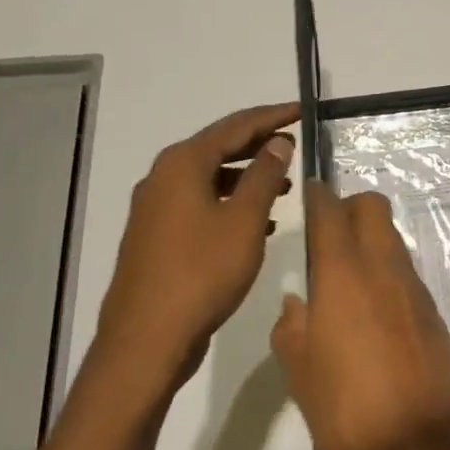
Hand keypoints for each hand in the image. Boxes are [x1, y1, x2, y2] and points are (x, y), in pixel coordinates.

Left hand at [92, 103, 297, 392]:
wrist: (148, 337)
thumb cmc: (202, 272)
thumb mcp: (245, 220)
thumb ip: (264, 176)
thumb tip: (278, 143)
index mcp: (182, 164)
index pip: (235, 126)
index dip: (271, 117)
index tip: (301, 111)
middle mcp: (163, 178)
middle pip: (218, 148)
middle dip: (258, 145)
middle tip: (294, 143)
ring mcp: (155, 209)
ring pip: (209, 179)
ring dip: (246, 178)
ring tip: (283, 186)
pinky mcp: (156, 237)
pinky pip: (199, 205)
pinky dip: (230, 204)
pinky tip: (257, 224)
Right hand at [271, 183, 449, 449]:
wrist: (422, 446)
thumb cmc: (347, 409)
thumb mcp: (299, 372)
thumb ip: (292, 328)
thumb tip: (297, 303)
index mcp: (343, 274)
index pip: (331, 211)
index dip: (318, 196)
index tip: (309, 195)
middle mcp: (383, 269)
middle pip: (373, 207)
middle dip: (350, 207)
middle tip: (328, 234)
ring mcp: (414, 289)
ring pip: (392, 239)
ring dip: (370, 241)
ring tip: (345, 277)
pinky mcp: (433, 313)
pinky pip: (406, 274)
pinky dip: (387, 274)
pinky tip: (371, 312)